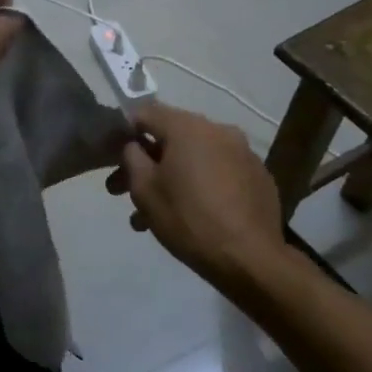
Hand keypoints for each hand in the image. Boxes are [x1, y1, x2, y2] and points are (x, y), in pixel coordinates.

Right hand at [106, 102, 286, 291]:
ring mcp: (243, 153)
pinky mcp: (258, 177)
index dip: (125, 132)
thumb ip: (132, 157)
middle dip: (146, 163)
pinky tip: (191, 215)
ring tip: (152, 216)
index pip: (146, 113)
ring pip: (195, 158)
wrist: (249, 258)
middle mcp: (219, 130)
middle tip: (122, 192)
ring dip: (172, 179)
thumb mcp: (145, 189)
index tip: (114, 157)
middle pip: (172, 137)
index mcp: (189, 127)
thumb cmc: (188, 219)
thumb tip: (135, 145)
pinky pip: (219, 172)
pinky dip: (201, 185)